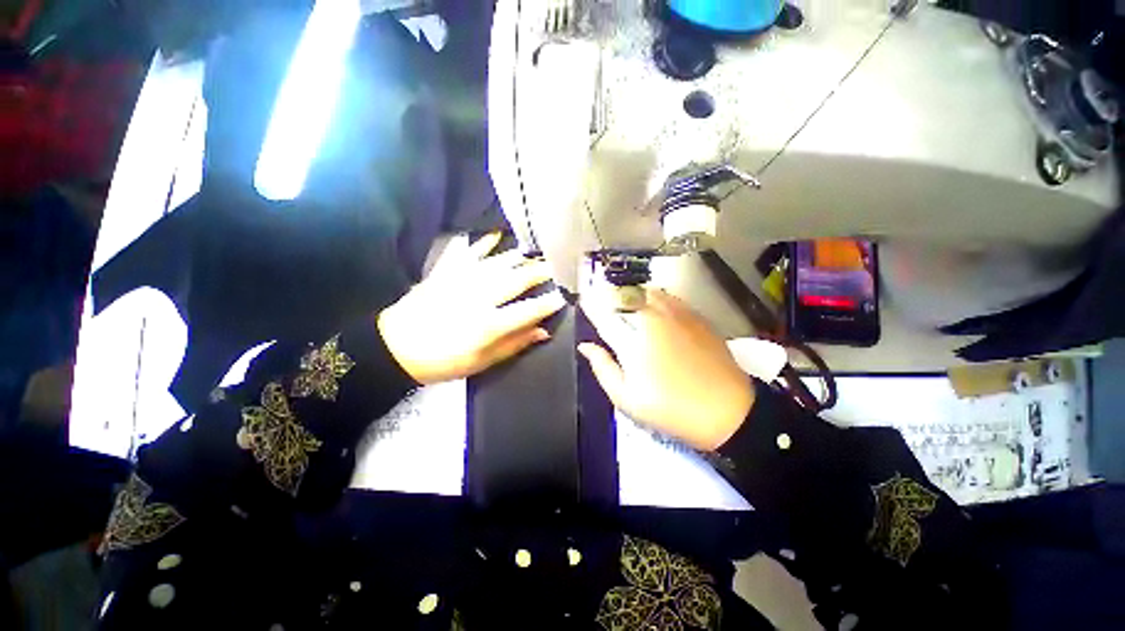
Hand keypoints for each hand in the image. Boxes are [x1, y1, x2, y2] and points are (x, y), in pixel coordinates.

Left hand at [377, 233, 566, 384]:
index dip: (550, 302)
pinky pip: (469, 251)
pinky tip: (497, 235)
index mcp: (489, 324)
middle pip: (518, 279)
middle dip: (541, 272)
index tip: (565, 296)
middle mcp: (480, 297)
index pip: (530, 310)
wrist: (396, 347)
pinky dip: (484, 242)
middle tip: (557, 266)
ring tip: (536, 253)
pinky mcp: (447, 271)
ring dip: (521, 256)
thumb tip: (543, 331)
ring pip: (499, 262)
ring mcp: (462, 280)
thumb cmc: (444, 360)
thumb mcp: (482, 362)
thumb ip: (514, 344)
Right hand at [578, 289, 754, 450]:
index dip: (590, 305)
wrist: (727, 412)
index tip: (583, 300)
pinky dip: (655, 297)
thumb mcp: (627, 398)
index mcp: (633, 340)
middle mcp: (653, 319)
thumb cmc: (670, 409)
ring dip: (633, 293)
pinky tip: (654, 308)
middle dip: (610, 295)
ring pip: (648, 291)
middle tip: (603, 302)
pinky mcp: (696, 317)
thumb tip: (585, 346)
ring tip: (626, 302)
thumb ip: (603, 368)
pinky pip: (669, 297)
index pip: (604, 314)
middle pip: (626, 294)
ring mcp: (678, 315)